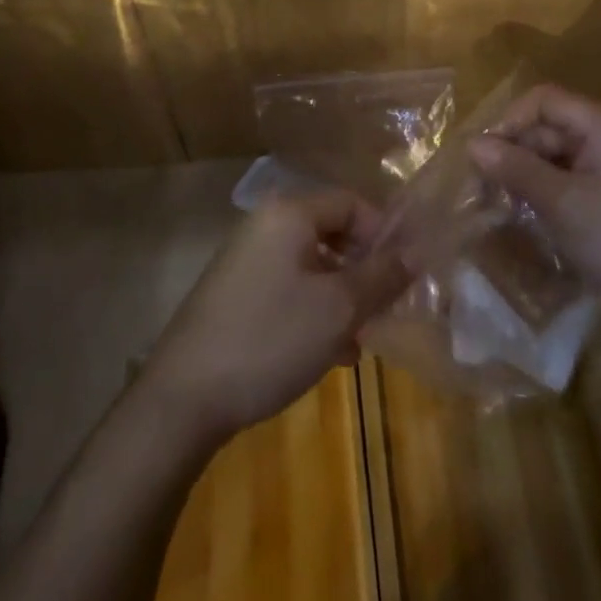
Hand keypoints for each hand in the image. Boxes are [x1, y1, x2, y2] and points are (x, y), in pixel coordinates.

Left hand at [142, 191, 407, 443]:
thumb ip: (382, 276)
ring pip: (312, 266)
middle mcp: (265, 225)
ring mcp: (246, 260)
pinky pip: (289, 288)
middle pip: (332, 233)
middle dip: (364, 271)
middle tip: (386, 310)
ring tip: (362, 339)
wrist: (184, 397)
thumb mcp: (339, 308)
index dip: (384, 234)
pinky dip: (314, 311)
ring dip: (342, 297)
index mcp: (289, 214)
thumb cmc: (271, 338)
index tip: (404, 276)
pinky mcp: (235, 293)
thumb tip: (415, 252)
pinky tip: (331, 354)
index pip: (351, 203)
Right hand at [466, 84, 600, 318]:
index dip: (509, 121)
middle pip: (544, 127)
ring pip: (550, 156)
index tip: (484, 157)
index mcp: (600, 124)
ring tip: (497, 206)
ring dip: (521, 175)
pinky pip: (562, 180)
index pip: (542, 100)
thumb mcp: (560, 201)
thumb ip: (515, 168)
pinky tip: (523, 217)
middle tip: (482, 190)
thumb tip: (471, 144)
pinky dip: (539, 193)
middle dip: (512, 152)